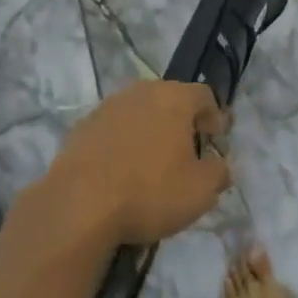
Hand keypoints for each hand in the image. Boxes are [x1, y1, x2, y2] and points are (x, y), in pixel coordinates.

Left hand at [46, 80, 231, 244]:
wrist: (78, 205)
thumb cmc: (150, 191)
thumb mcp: (200, 191)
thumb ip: (219, 173)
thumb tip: (219, 166)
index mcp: (174, 98)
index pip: (205, 95)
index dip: (215, 117)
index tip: (217, 140)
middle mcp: (141, 92)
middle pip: (170, 99)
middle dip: (182, 122)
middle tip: (187, 151)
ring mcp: (107, 107)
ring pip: (139, 113)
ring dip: (150, 131)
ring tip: (152, 163)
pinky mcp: (81, 127)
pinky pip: (114, 130)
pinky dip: (123, 143)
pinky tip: (122, 172)